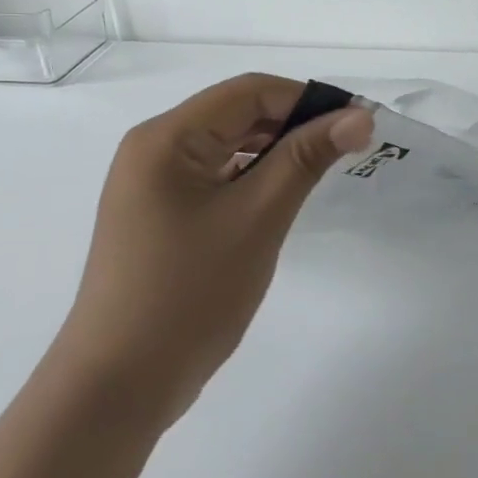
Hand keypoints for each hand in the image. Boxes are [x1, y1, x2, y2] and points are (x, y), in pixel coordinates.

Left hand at [59, 73, 373, 427]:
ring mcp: (153, 185)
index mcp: (167, 138)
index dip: (307, 99)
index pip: (249, 92)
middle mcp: (154, 149)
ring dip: (276, 152)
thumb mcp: (257, 218)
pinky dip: (253, 179)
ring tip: (323, 170)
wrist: (119, 385)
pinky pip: (216, 178)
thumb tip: (358, 117)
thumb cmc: (189, 294)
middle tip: (348, 149)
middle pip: (237, 115)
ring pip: (228, 147)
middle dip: (294, 124)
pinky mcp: (160, 215)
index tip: (358, 123)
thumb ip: (306, 158)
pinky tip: (282, 198)